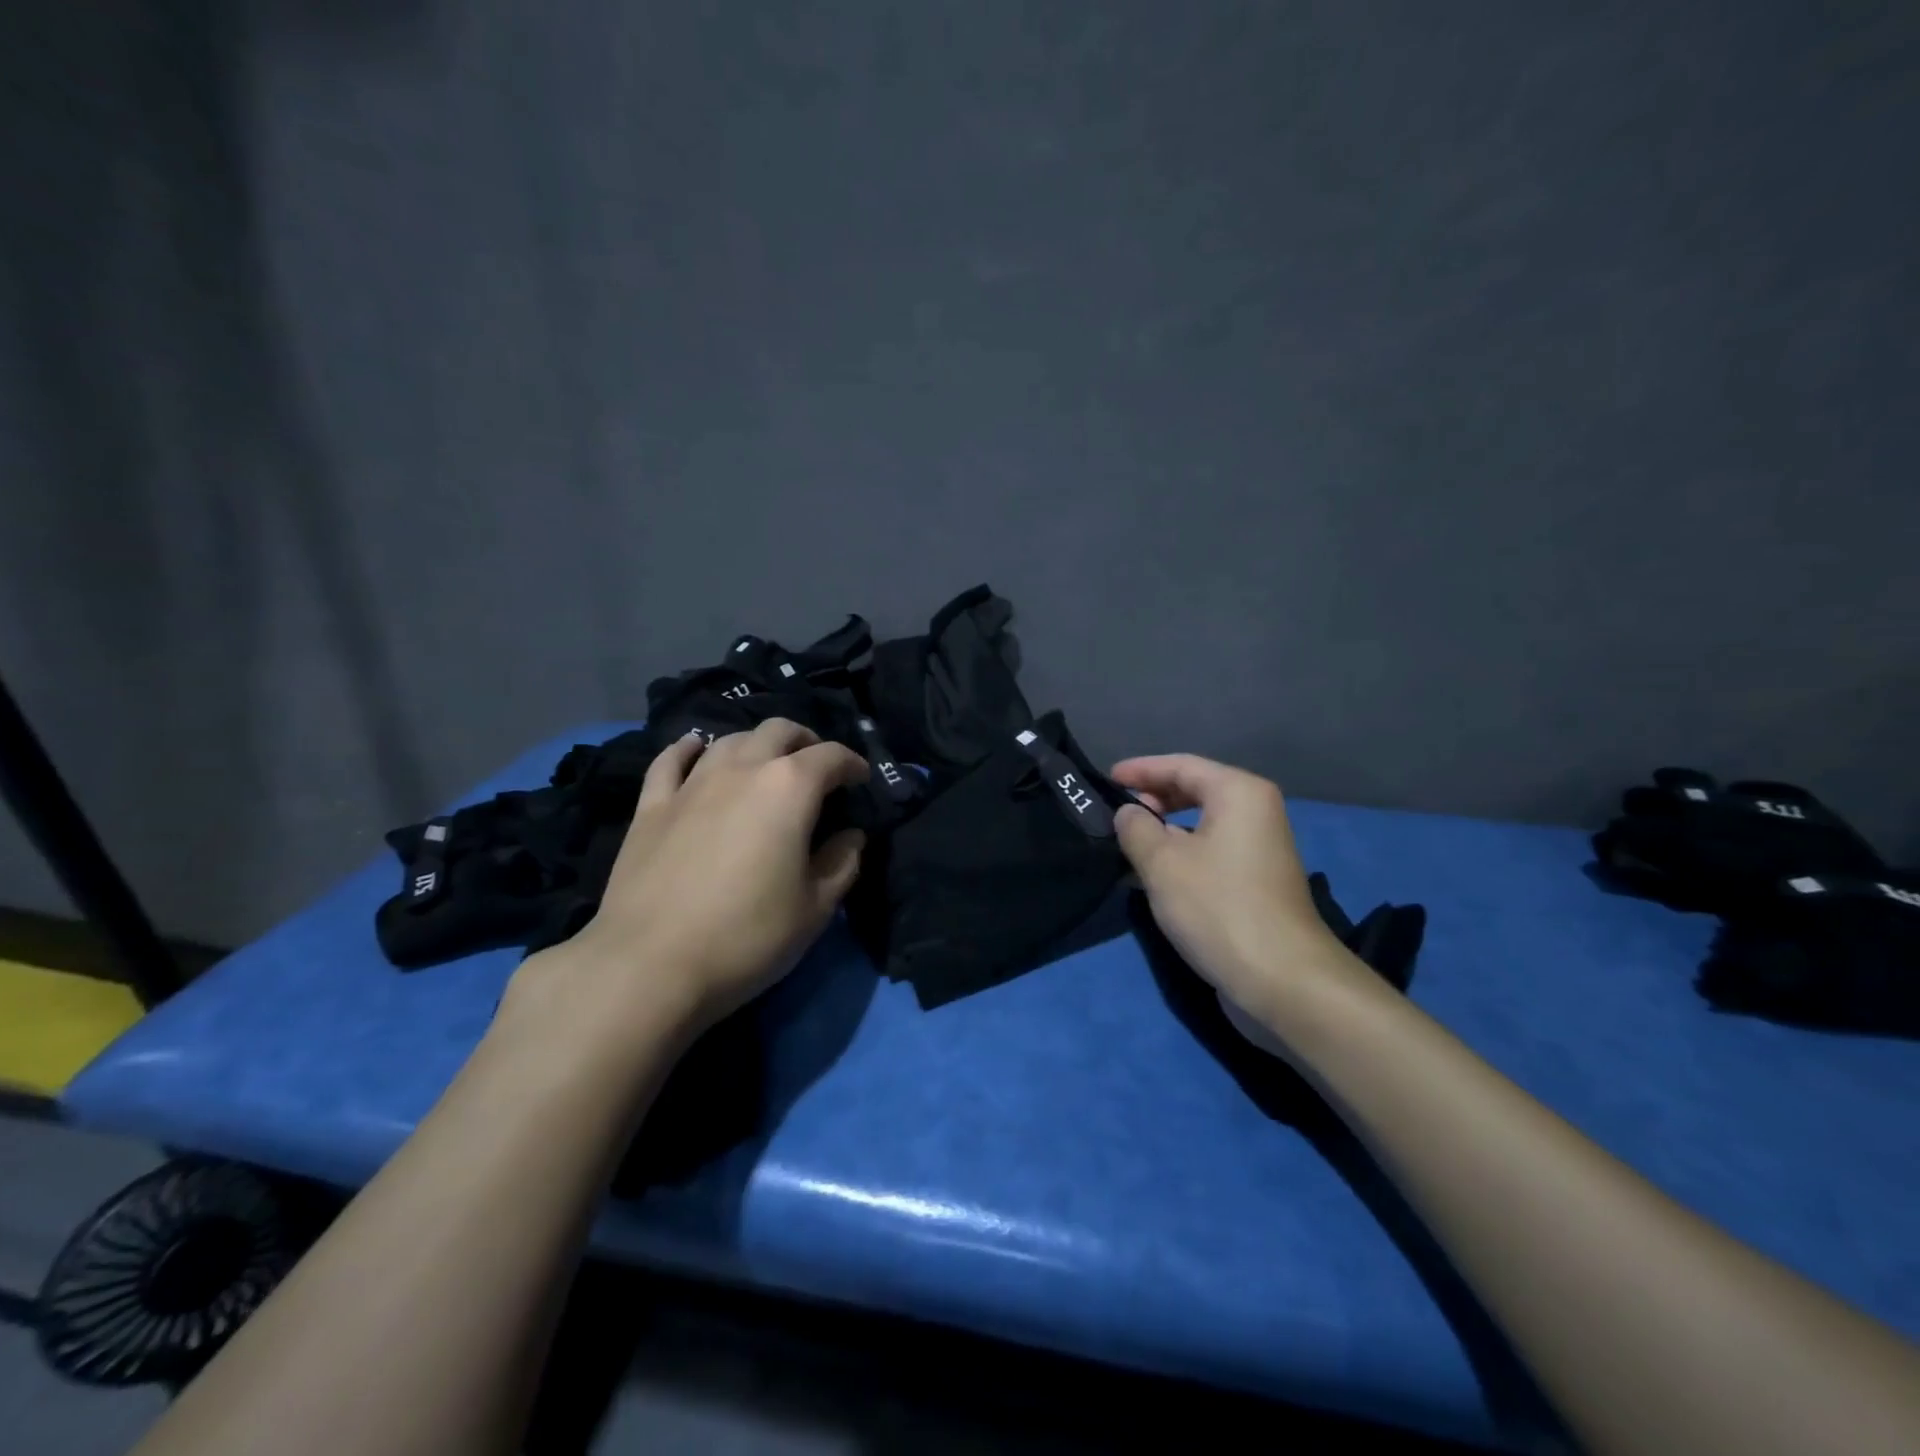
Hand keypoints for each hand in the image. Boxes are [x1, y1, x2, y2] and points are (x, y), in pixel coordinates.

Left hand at [507, 719, 870, 1048]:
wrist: (650, 965)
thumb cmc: (748, 937)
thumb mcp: (815, 908)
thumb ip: (841, 864)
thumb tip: (851, 837)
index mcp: (789, 789)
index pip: (831, 756)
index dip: (853, 763)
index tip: (861, 779)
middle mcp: (742, 770)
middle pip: (778, 731)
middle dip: (805, 740)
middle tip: (817, 765)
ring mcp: (692, 784)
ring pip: (729, 740)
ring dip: (756, 743)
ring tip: (765, 762)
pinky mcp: (651, 806)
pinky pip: (671, 760)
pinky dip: (689, 748)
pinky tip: (695, 748)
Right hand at [1112, 754, 1369, 1023]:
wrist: (1283, 980)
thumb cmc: (1218, 908)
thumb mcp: (1162, 863)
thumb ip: (1136, 828)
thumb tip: (1128, 813)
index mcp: (1239, 793)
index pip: (1181, 765)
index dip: (1141, 769)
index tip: (1106, 779)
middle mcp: (1256, 812)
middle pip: (1196, 790)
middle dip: (1154, 797)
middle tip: (1116, 812)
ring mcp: (1260, 848)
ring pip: (1202, 823)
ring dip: (1165, 829)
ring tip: (1128, 841)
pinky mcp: (1257, 882)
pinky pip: (1211, 851)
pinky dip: (1182, 852)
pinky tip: (1154, 872)